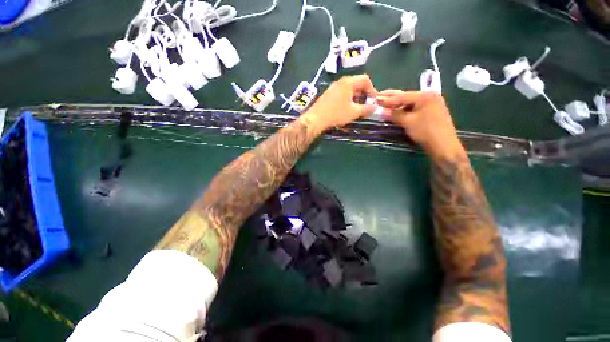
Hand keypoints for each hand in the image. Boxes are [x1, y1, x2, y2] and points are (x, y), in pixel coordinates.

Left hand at [302, 75, 377, 132]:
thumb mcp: (354, 112)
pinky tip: (346, 109)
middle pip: (356, 84)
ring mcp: (332, 88)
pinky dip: (347, 100)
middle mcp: (340, 82)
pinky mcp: (327, 95)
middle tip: (366, 105)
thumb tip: (376, 107)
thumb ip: (367, 109)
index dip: (372, 89)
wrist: (315, 119)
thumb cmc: (336, 114)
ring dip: (355, 98)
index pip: (365, 79)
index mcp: (348, 82)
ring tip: (357, 109)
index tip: (374, 100)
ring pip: (348, 90)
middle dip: (364, 94)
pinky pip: (341, 94)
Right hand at [376, 90, 463, 157]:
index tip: (375, 99)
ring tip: (384, 105)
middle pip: (406, 96)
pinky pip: (414, 108)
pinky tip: (396, 111)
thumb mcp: (408, 122)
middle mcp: (429, 96)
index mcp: (425, 96)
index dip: (388, 99)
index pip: (402, 96)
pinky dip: (404, 110)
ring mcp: (431, 104)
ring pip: (410, 103)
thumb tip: (380, 111)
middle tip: (378, 97)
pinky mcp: (431, 112)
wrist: (443, 146)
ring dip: (397, 105)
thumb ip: (394, 115)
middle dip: (392, 98)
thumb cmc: (426, 131)